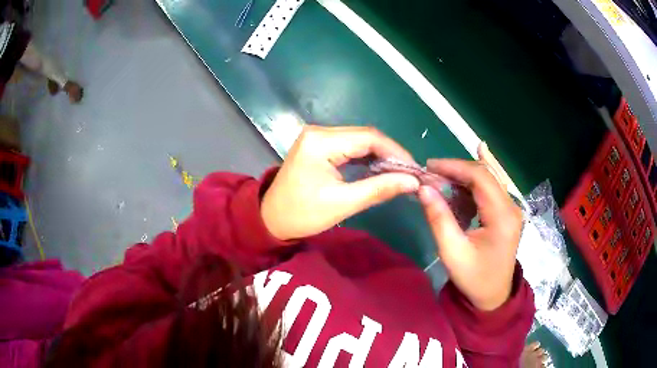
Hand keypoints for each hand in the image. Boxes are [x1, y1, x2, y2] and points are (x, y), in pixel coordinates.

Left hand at [261, 126, 419, 240]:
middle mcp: (319, 132)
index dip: (396, 152)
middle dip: (390, 154)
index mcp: (321, 142)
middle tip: (410, 173)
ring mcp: (318, 137)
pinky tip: (380, 169)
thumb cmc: (302, 214)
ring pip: (359, 140)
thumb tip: (412, 182)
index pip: (368, 138)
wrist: (270, 219)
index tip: (415, 169)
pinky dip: (367, 158)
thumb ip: (379, 189)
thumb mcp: (343, 203)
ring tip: (399, 173)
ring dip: (380, 155)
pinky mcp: (318, 145)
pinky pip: (349, 146)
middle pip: (365, 136)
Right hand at [419, 151, 522, 310]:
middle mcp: (511, 206)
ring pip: (488, 179)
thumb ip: (439, 218)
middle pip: (485, 174)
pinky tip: (457, 189)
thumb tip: (424, 188)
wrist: (493, 296)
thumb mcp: (452, 252)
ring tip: (440, 180)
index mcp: (502, 216)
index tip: (429, 166)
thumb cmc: (473, 278)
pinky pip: (489, 190)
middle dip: (457, 169)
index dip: (454, 166)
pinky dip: (470, 186)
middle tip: (431, 173)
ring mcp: (511, 209)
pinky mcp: (506, 213)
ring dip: (463, 176)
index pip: (480, 177)